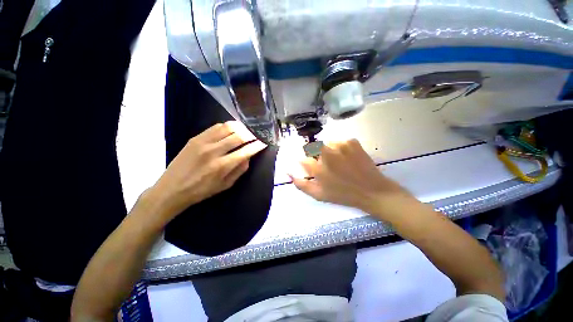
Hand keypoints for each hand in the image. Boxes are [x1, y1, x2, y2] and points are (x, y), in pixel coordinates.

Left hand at [146, 121, 265, 223]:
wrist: (172, 189)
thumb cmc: (201, 191)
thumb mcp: (225, 185)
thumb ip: (239, 170)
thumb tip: (248, 157)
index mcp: (222, 166)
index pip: (246, 151)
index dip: (257, 145)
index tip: (264, 142)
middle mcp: (214, 151)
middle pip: (239, 136)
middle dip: (251, 134)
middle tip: (257, 134)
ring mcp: (203, 142)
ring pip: (227, 127)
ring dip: (240, 128)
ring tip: (246, 130)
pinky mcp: (195, 138)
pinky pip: (215, 127)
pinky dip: (227, 126)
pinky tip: (231, 130)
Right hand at [290, 139, 416, 219]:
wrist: (372, 191)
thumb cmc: (343, 195)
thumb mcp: (318, 195)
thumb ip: (301, 184)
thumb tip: (288, 172)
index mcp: (317, 168)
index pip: (303, 159)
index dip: (308, 163)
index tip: (315, 168)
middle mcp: (326, 153)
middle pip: (313, 148)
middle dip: (316, 156)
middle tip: (328, 166)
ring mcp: (340, 145)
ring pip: (326, 144)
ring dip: (329, 151)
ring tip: (339, 162)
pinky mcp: (351, 141)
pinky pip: (339, 142)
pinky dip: (340, 148)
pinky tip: (348, 157)